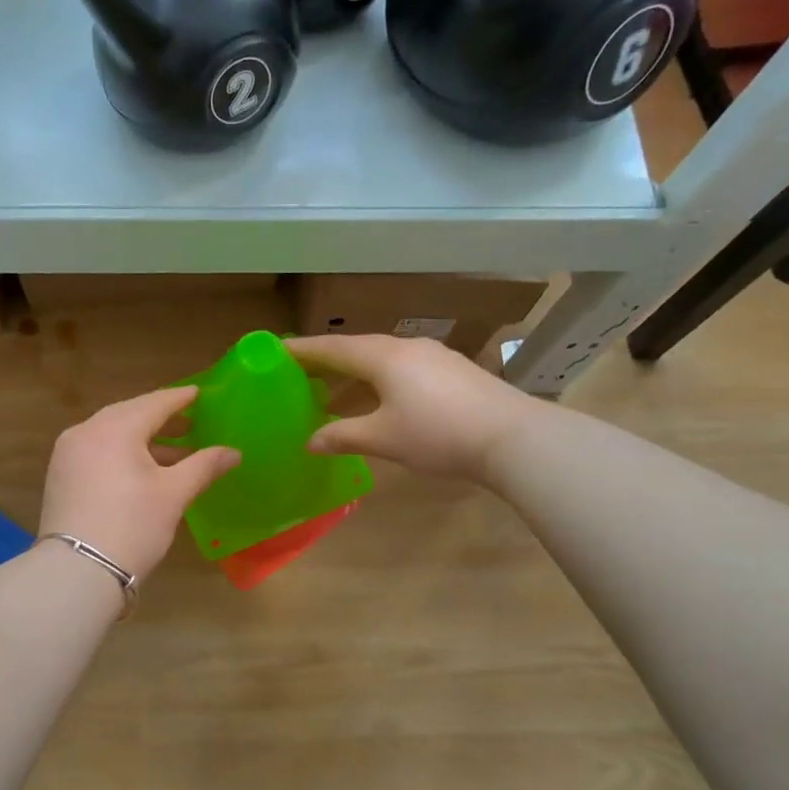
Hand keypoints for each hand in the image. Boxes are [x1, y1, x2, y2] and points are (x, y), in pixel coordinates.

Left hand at [39, 386, 240, 578]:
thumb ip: (204, 466)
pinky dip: (122, 452)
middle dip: (161, 419)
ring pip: (111, 434)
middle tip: (190, 422)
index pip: (155, 403)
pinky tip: (142, 469)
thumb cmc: (133, 526)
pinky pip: (97, 450)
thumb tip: (233, 452)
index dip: (180, 399)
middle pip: (130, 414)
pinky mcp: (60, 475)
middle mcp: (86, 431)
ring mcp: (68, 453)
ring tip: (175, 452)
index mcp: (115, 428)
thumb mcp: (174, 494)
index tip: (200, 394)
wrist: (78, 571)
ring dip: (143, 439)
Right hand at [286, 334, 531, 483]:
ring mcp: (434, 357)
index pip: (333, 347)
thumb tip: (310, 442)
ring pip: (382, 359)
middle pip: (357, 349)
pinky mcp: (453, 371)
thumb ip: (343, 436)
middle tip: (301, 374)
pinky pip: (404, 369)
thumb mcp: (383, 438)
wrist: (512, 437)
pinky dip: (380, 381)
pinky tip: (381, 401)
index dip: (303, 349)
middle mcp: (406, 347)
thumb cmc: (437, 434)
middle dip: (328, 361)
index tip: (276, 350)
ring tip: (335, 394)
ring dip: (355, 374)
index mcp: (383, 357)